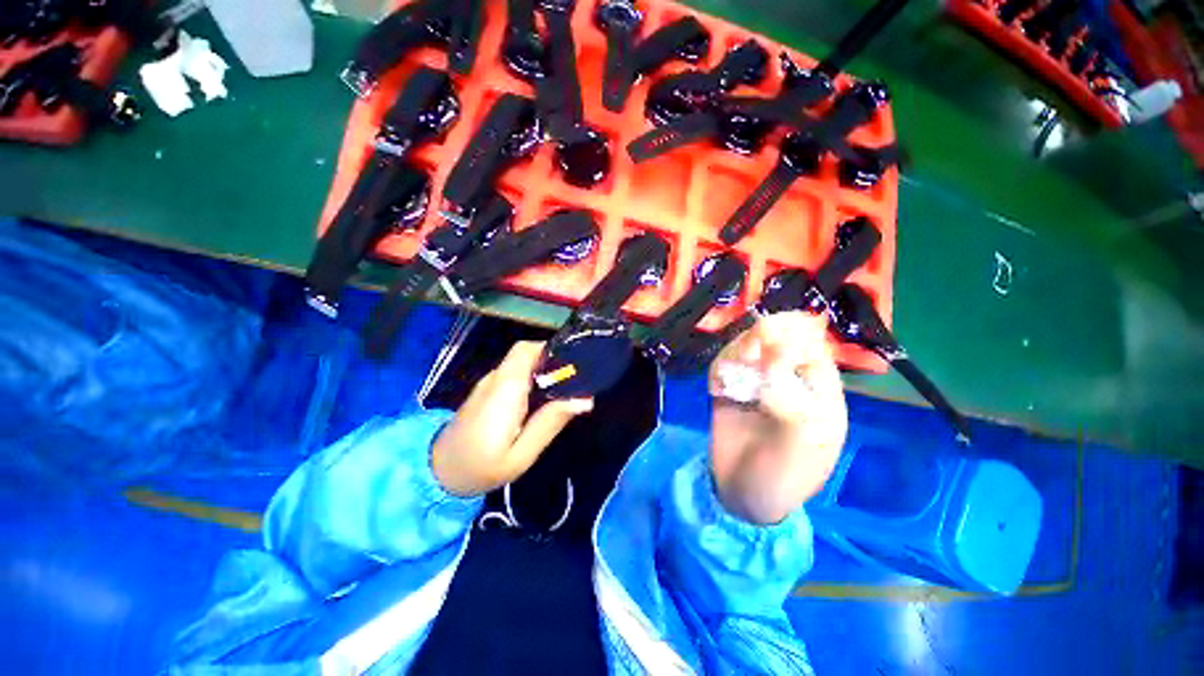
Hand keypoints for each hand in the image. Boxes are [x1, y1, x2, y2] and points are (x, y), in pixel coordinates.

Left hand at [432, 341, 593, 496]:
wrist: (438, 474)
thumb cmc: (481, 467)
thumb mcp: (521, 454)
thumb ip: (550, 423)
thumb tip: (585, 399)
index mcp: (505, 389)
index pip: (526, 350)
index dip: (551, 350)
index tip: (574, 365)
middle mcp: (496, 378)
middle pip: (527, 354)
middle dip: (553, 362)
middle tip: (575, 383)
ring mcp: (489, 383)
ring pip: (522, 364)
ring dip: (543, 371)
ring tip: (563, 393)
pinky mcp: (488, 391)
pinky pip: (515, 375)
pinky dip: (532, 380)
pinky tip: (542, 401)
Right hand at [708, 312, 847, 524]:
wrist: (739, 495)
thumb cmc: (782, 478)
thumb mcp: (800, 449)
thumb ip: (793, 407)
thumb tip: (771, 371)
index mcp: (819, 394)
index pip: (815, 350)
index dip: (796, 341)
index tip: (774, 350)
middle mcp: (788, 381)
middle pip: (780, 340)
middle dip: (765, 339)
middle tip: (750, 352)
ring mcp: (756, 383)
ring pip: (750, 347)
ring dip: (741, 349)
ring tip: (735, 367)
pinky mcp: (729, 388)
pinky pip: (724, 365)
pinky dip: (721, 366)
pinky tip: (718, 385)